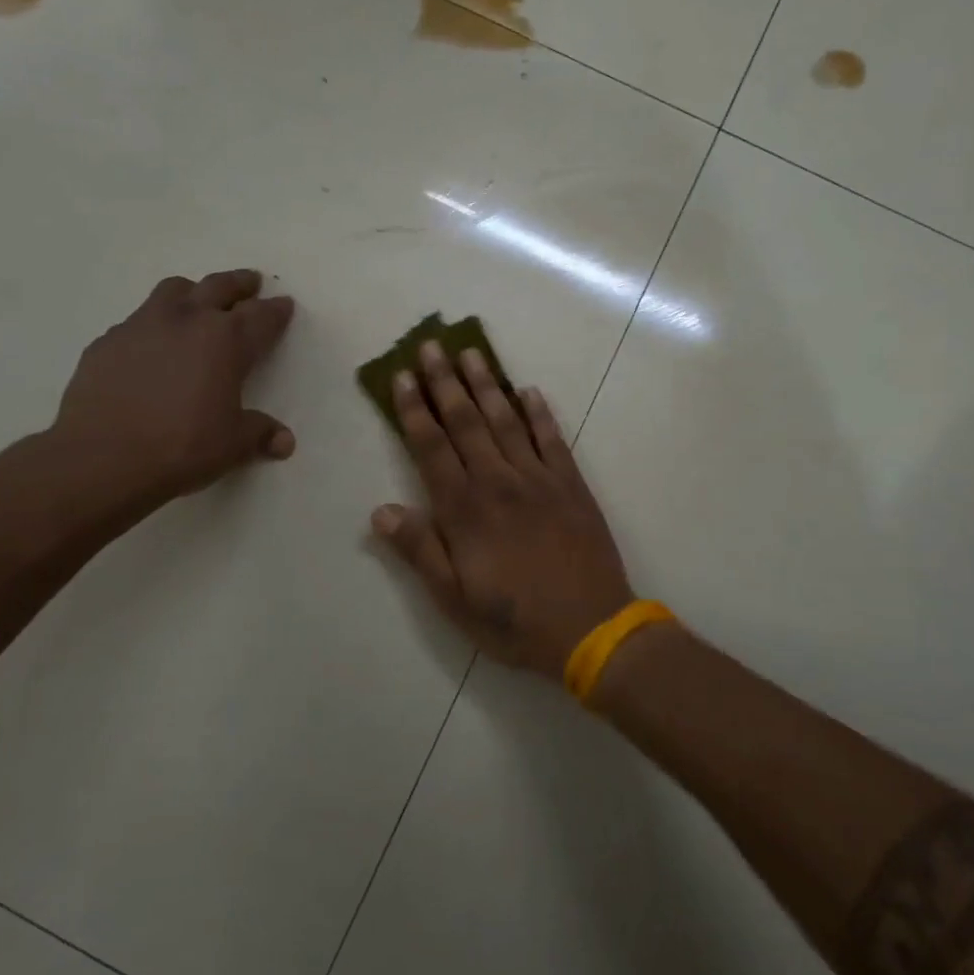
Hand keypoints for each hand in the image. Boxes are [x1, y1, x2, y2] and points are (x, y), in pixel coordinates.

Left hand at [42, 269, 294, 525]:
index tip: (284, 303)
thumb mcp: (232, 445)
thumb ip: (260, 434)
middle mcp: (187, 320)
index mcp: (226, 341)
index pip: (261, 316)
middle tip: (250, 282)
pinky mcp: (108, 341)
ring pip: (174, 290)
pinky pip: (138, 321)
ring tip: (198, 301)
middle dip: (239, 284)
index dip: (276, 310)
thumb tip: (284, 441)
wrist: (102, 457)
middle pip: (219, 287)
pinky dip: (154, 325)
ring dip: (193, 292)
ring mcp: (142, 325)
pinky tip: (151, 346)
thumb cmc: (181, 447)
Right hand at [372, 340, 633, 678]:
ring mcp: (538, 479)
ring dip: (486, 385)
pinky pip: (552, 439)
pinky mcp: (571, 485)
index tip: (402, 377)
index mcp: (464, 510)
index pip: (431, 447)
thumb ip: (419, 551)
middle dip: (444, 382)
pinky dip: (540, 413)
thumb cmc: (514, 621)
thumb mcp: (454, 599)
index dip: (414, 410)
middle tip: (431, 345)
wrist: (592, 628)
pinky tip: (529, 391)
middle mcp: (498, 482)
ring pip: (506, 420)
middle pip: (466, 422)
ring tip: (471, 353)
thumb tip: (381, 511)